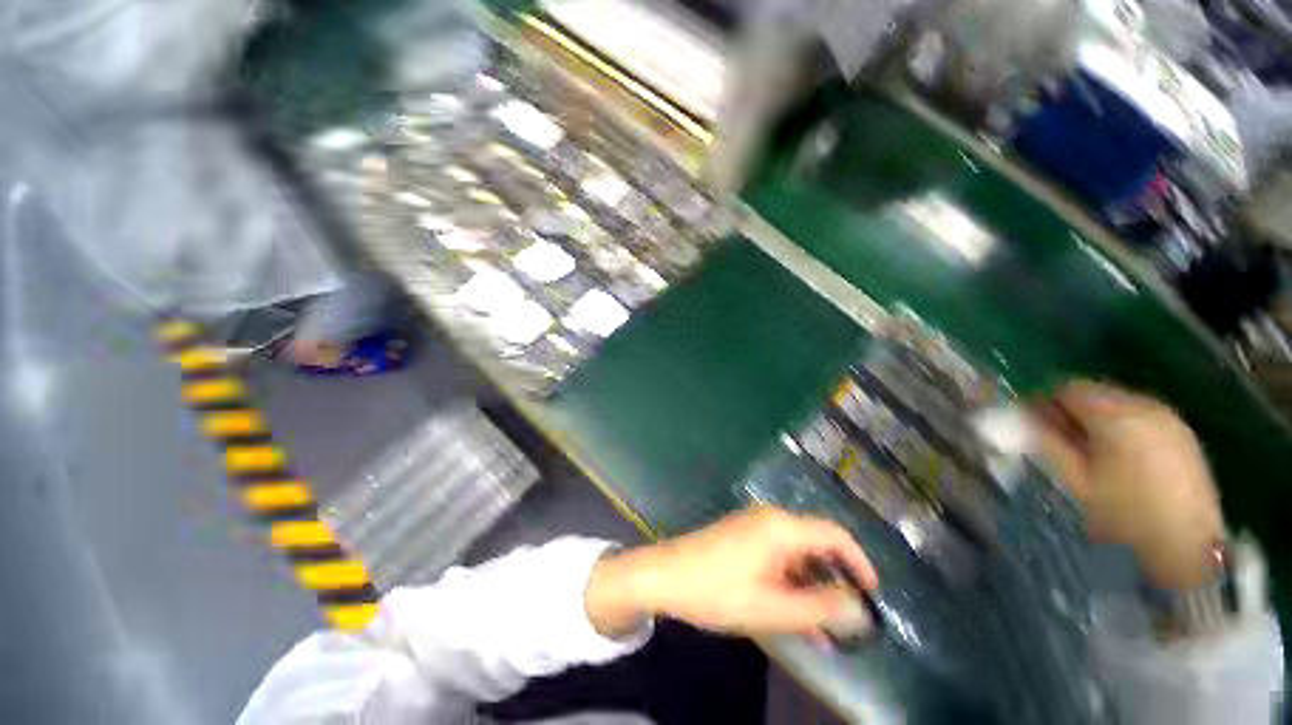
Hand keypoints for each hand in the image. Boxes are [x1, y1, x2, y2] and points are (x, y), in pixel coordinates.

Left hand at [585, 506, 876, 639]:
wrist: (666, 575)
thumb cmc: (717, 590)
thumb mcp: (771, 608)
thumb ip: (819, 608)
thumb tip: (859, 608)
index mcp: (781, 527)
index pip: (834, 534)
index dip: (859, 561)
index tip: (874, 593)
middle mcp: (770, 518)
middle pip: (816, 542)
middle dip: (836, 577)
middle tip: (851, 616)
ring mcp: (754, 524)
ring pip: (797, 552)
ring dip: (813, 583)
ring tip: (826, 624)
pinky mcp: (742, 535)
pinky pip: (778, 554)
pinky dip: (792, 579)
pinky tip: (796, 610)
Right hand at [1032, 381, 1224, 588]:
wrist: (1187, 554)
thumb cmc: (1122, 520)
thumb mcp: (1073, 483)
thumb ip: (1044, 442)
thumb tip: (1019, 416)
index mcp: (1116, 415)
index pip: (1067, 388)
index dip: (1043, 404)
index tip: (1031, 427)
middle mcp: (1146, 406)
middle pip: (1095, 392)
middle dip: (1071, 412)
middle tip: (1058, 443)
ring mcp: (1170, 420)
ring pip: (1118, 404)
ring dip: (1095, 421)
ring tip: (1088, 454)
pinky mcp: (1183, 436)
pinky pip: (1140, 418)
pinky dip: (1121, 429)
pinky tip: (1119, 459)